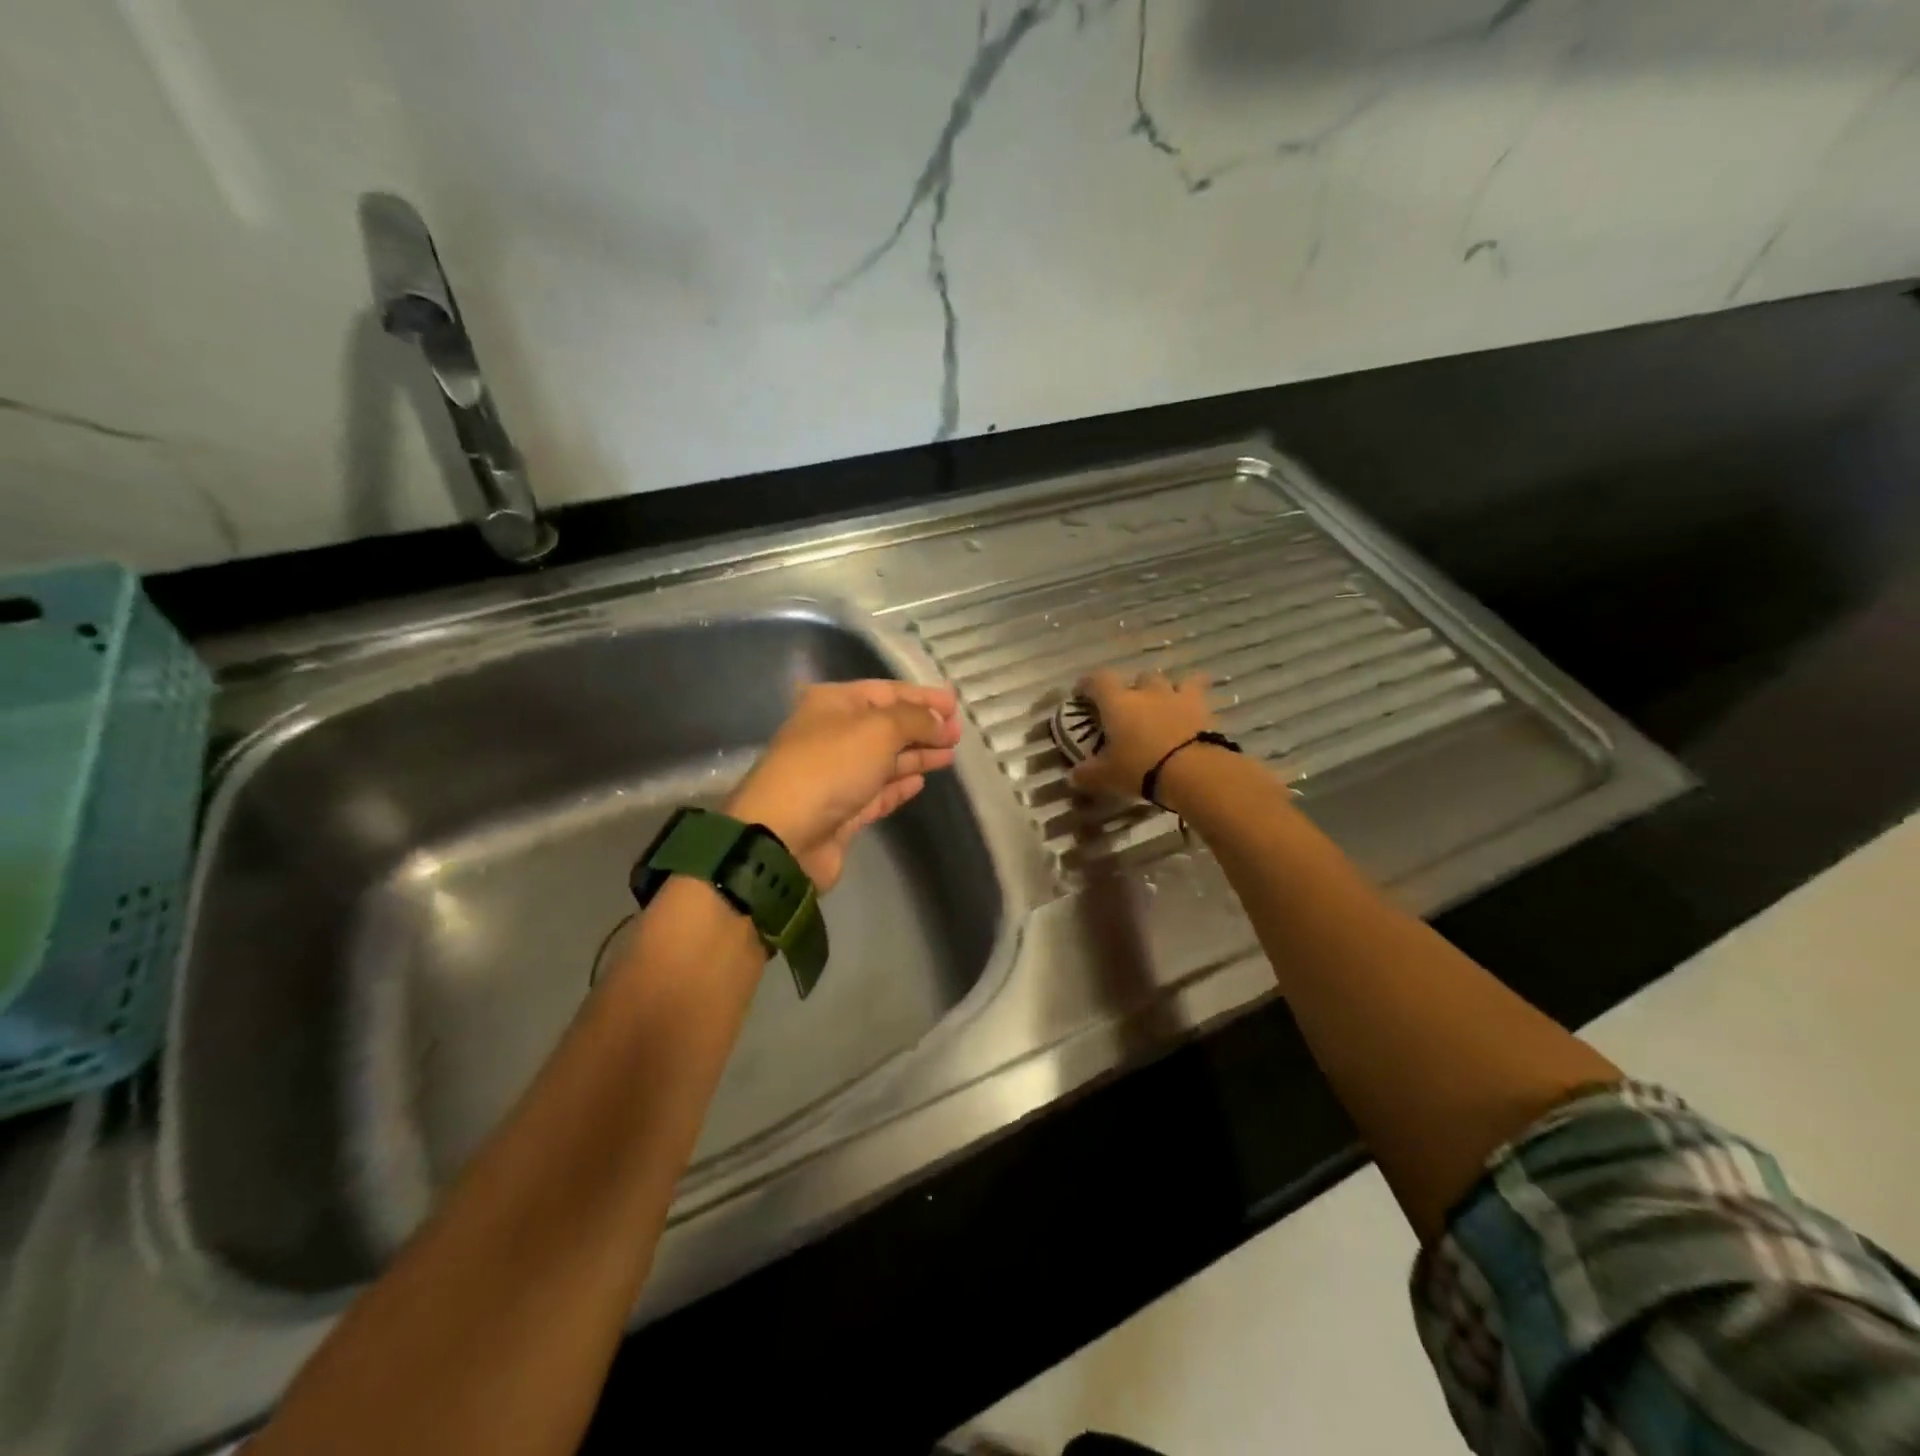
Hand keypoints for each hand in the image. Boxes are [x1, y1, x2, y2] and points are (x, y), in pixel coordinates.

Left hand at [725, 680, 963, 890]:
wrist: (786, 835)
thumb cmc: (831, 767)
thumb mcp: (879, 729)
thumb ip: (915, 719)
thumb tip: (939, 722)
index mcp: (833, 704)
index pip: (885, 691)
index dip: (922, 696)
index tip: (955, 706)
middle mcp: (833, 735)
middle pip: (886, 725)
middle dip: (923, 727)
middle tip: (958, 734)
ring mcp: (837, 775)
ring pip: (885, 759)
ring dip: (917, 754)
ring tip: (949, 755)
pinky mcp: (843, 811)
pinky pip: (878, 791)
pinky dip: (900, 784)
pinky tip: (922, 780)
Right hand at [1068, 669, 1218, 800]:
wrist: (1192, 771)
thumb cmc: (1140, 768)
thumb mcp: (1106, 776)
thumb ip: (1087, 774)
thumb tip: (1073, 776)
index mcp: (1116, 702)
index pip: (1097, 680)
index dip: (1087, 684)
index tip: (1082, 694)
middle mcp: (1145, 691)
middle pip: (1136, 678)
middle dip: (1131, 691)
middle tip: (1129, 710)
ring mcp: (1175, 695)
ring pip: (1166, 680)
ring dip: (1161, 690)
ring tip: (1160, 706)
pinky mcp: (1201, 705)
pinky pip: (1197, 687)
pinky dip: (1193, 693)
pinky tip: (1191, 704)